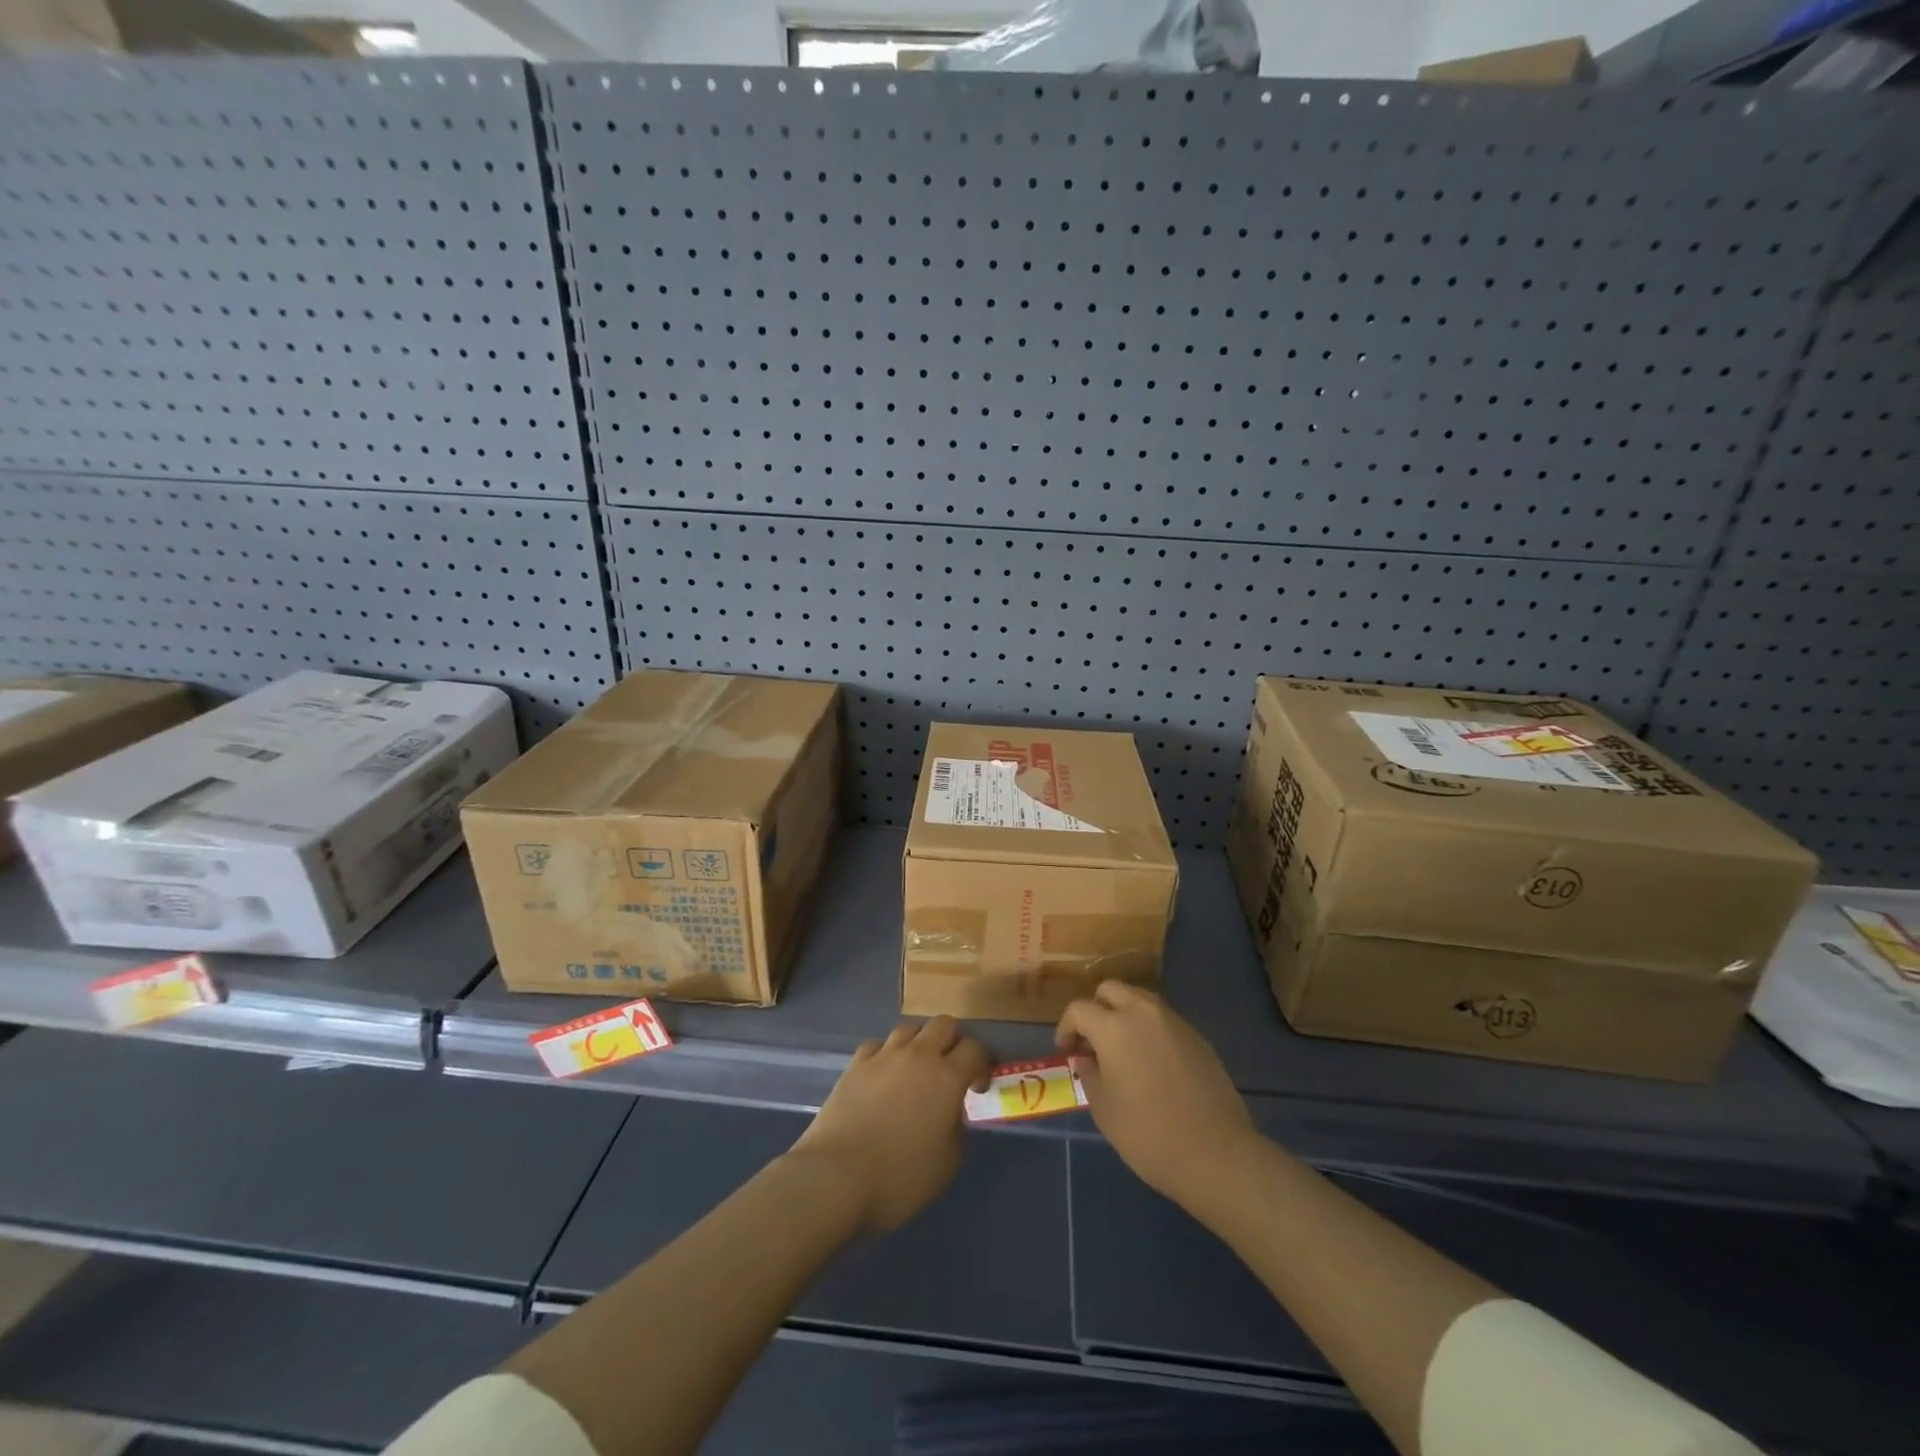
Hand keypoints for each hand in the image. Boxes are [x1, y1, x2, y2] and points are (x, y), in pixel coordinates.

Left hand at [791, 1016, 991, 1231]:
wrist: (836, 1176)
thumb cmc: (899, 1177)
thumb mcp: (946, 1165)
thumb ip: (956, 1129)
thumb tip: (951, 1113)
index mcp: (947, 1078)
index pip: (976, 1049)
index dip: (983, 1063)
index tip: (979, 1084)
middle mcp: (918, 1056)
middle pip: (944, 1024)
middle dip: (953, 1041)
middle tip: (951, 1068)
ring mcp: (884, 1055)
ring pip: (910, 1028)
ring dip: (919, 1043)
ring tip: (916, 1068)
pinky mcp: (856, 1064)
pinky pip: (877, 1045)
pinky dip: (885, 1055)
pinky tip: (882, 1075)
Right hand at [1056, 981, 1256, 1209]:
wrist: (1216, 1153)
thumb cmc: (1148, 1134)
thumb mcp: (1104, 1109)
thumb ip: (1089, 1074)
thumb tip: (1087, 1059)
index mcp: (1113, 1026)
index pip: (1079, 1009)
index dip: (1066, 1027)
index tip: (1066, 1050)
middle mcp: (1143, 1013)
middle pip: (1111, 990)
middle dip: (1096, 1008)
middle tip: (1092, 1041)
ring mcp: (1174, 1021)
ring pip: (1140, 999)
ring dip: (1124, 1014)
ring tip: (1121, 1049)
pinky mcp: (1197, 1037)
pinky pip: (1163, 1020)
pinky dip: (1149, 1029)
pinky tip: (1151, 1062)